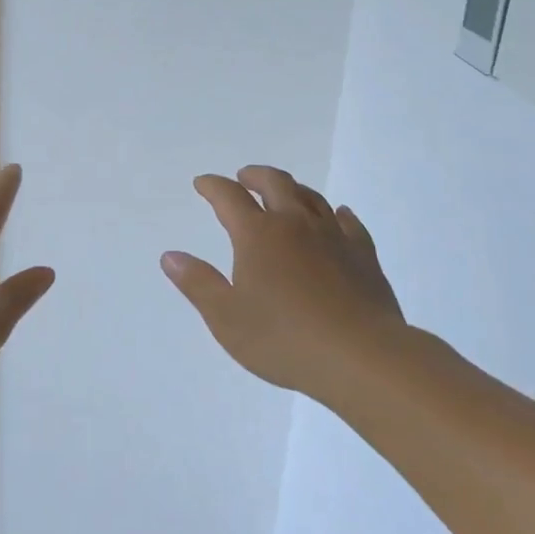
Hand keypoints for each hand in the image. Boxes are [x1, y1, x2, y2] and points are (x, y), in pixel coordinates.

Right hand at [162, 165, 404, 396]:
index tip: (202, 183)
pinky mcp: (364, 256)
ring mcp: (333, 237)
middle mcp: (295, 224)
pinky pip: (350, 224)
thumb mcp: (226, 318)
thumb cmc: (284, 339)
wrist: (362, 357)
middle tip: (244, 177)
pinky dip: (338, 214)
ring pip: (312, 198)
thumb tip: (171, 256)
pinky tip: (339, 216)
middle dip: (255, 176)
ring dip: (293, 189)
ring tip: (285, 193)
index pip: (229, 197)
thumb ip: (197, 283)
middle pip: (275, 183)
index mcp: (257, 235)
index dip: (213, 186)